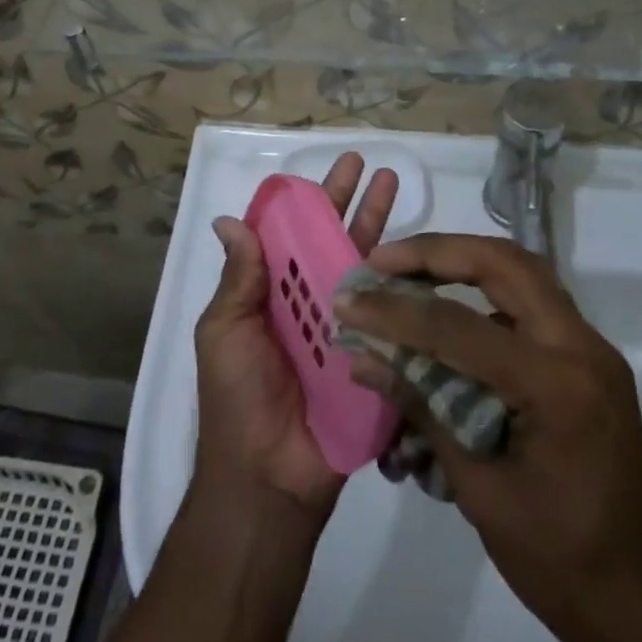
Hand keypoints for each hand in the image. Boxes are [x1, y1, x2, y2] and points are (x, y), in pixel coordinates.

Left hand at [192, 153, 399, 519]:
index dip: (305, 201)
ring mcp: (342, 325)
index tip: (323, 170)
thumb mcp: (224, 331)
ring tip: (393, 184)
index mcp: (270, 293)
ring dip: (377, 224)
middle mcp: (307, 301)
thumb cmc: (236, 397)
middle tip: (368, 163)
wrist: (268, 478)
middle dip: (348, 199)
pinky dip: (400, 281)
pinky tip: (418, 250)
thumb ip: (237, 278)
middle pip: (330, 239)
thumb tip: (228, 219)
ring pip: (361, 265)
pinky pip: (386, 312)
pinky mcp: (370, 353)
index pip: (289, 234)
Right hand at [335, 234, 641, 641]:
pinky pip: (532, 303)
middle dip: (438, 252)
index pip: (460, 325)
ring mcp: (591, 350)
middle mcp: (581, 348)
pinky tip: (451, 311)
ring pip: (522, 272)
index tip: (349, 299)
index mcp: (557, 385)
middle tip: (384, 260)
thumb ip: (424, 410)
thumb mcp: (480, 491)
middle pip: (504, 263)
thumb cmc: (563, 564)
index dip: (396, 311)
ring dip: (464, 260)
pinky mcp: (589, 361)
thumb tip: (365, 359)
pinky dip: (487, 292)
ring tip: (410, 270)